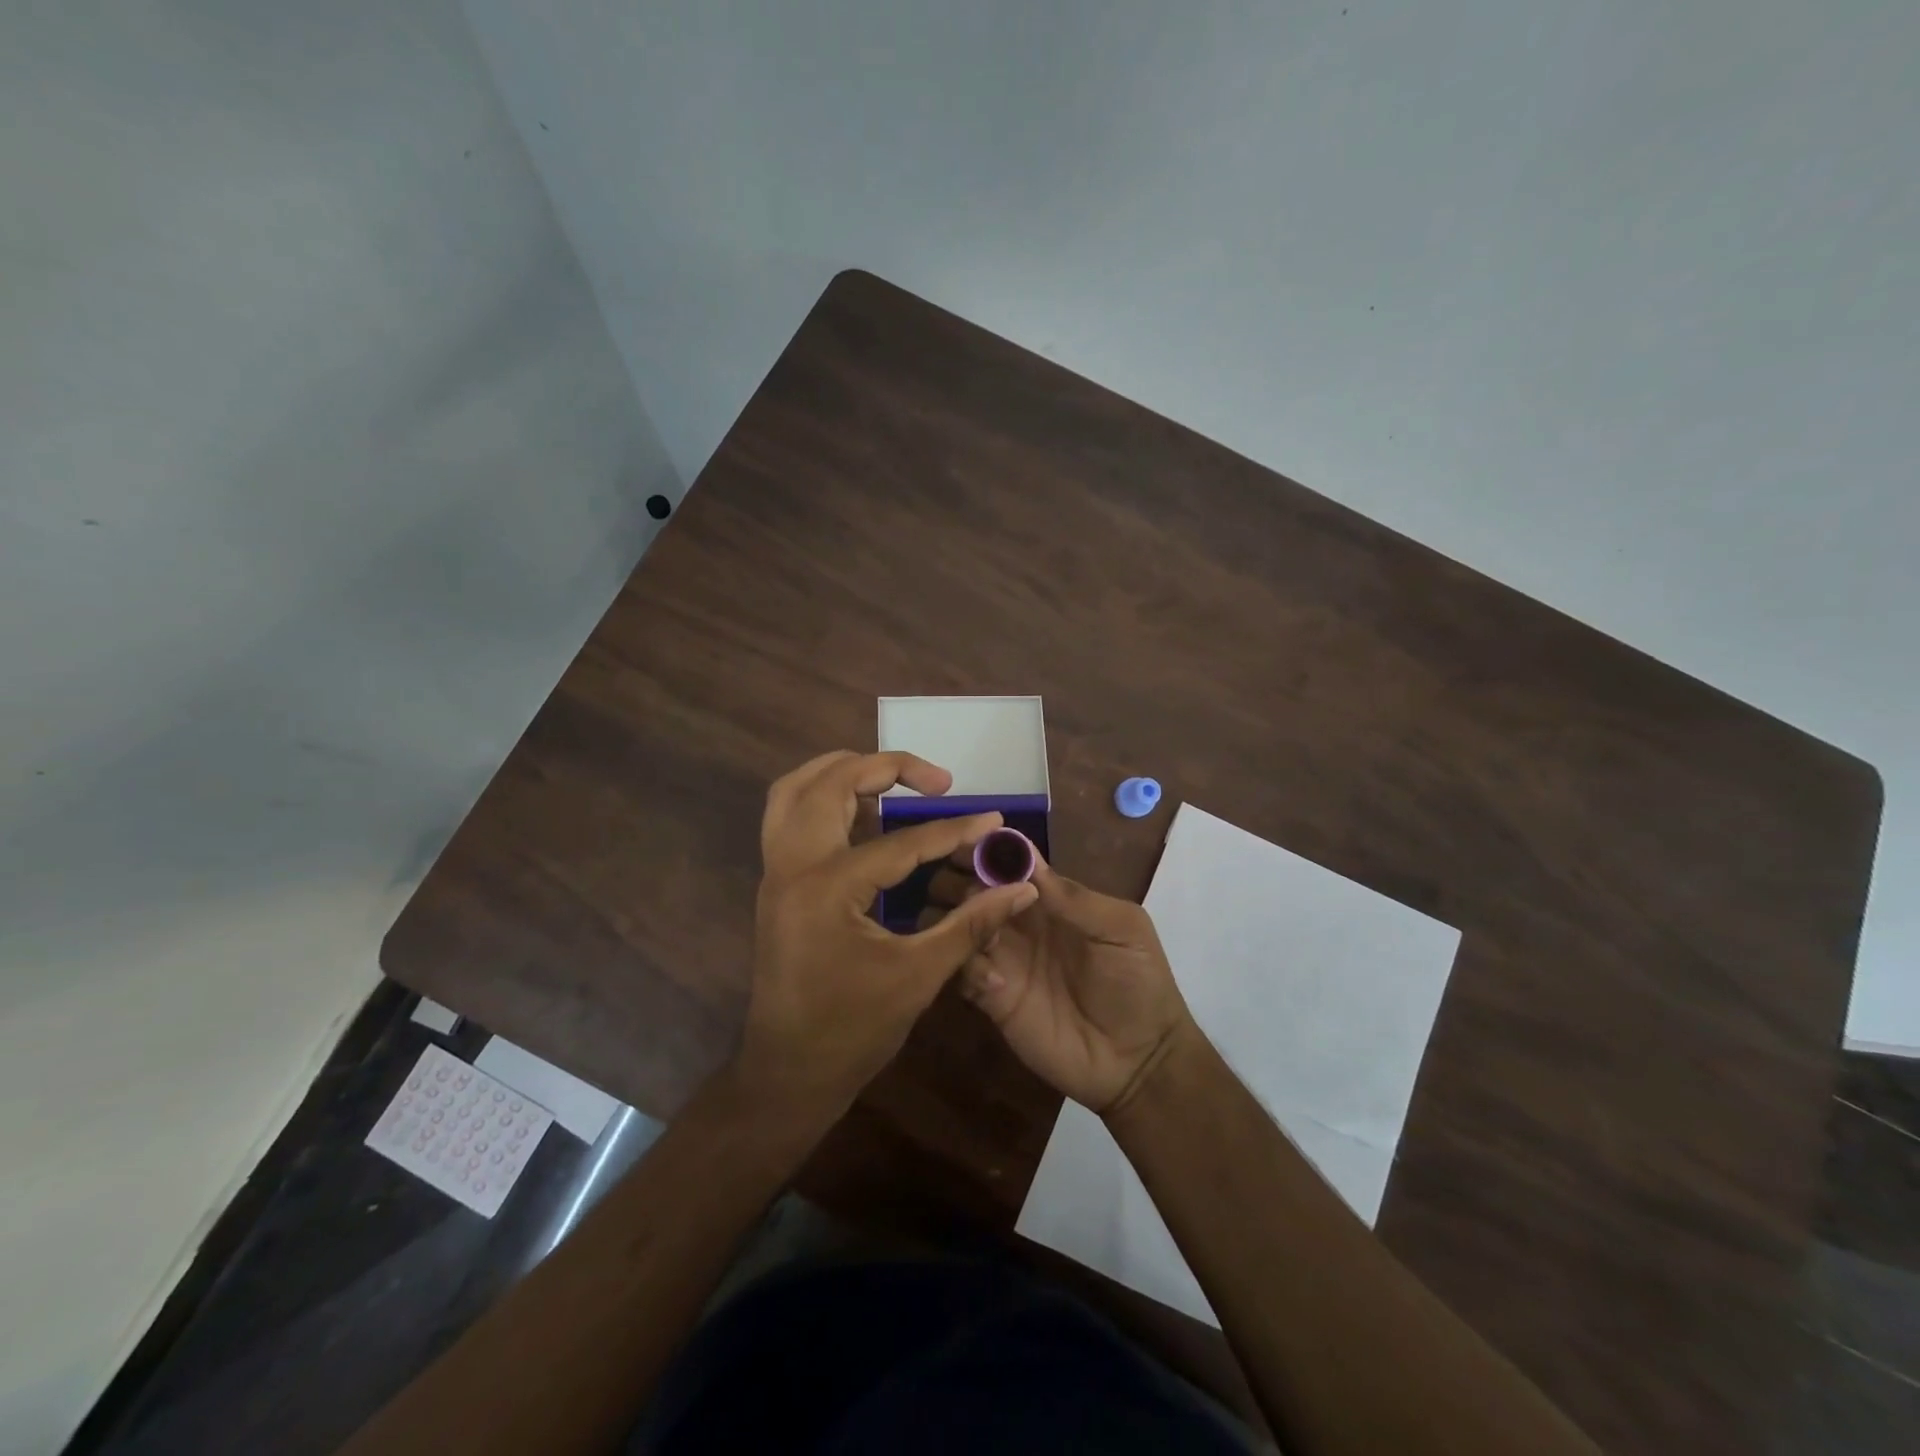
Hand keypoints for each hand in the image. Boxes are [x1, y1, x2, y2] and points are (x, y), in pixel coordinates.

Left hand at [739, 751, 1039, 1117]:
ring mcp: (776, 871)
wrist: (788, 1072)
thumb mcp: (919, 976)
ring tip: (892, 780)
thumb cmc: (852, 1030)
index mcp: (826, 887)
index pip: (900, 841)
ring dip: (843, 771)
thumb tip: (1021, 888)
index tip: (993, 818)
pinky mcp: (776, 882)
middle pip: (831, 783)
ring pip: (796, 789)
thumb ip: (971, 924)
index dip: (954, 830)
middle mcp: (792, 865)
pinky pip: (789, 815)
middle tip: (936, 782)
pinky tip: (863, 815)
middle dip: (886, 768)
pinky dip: (823, 797)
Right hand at [925, 853, 1197, 1114]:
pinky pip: (960, 971)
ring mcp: (1002, 959)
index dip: (984, 849)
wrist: (1139, 1061)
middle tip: (963, 891)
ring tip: (977, 931)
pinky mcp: (991, 998)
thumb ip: (1073, 896)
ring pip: (957, 925)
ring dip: (956, 920)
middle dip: (960, 880)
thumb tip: (1025, 856)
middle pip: (971, 887)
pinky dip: (964, 966)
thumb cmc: (1138, 983)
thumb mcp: (1121, 929)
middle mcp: (1017, 922)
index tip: (963, 843)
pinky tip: (992, 980)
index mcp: (1048, 898)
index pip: (1006, 862)